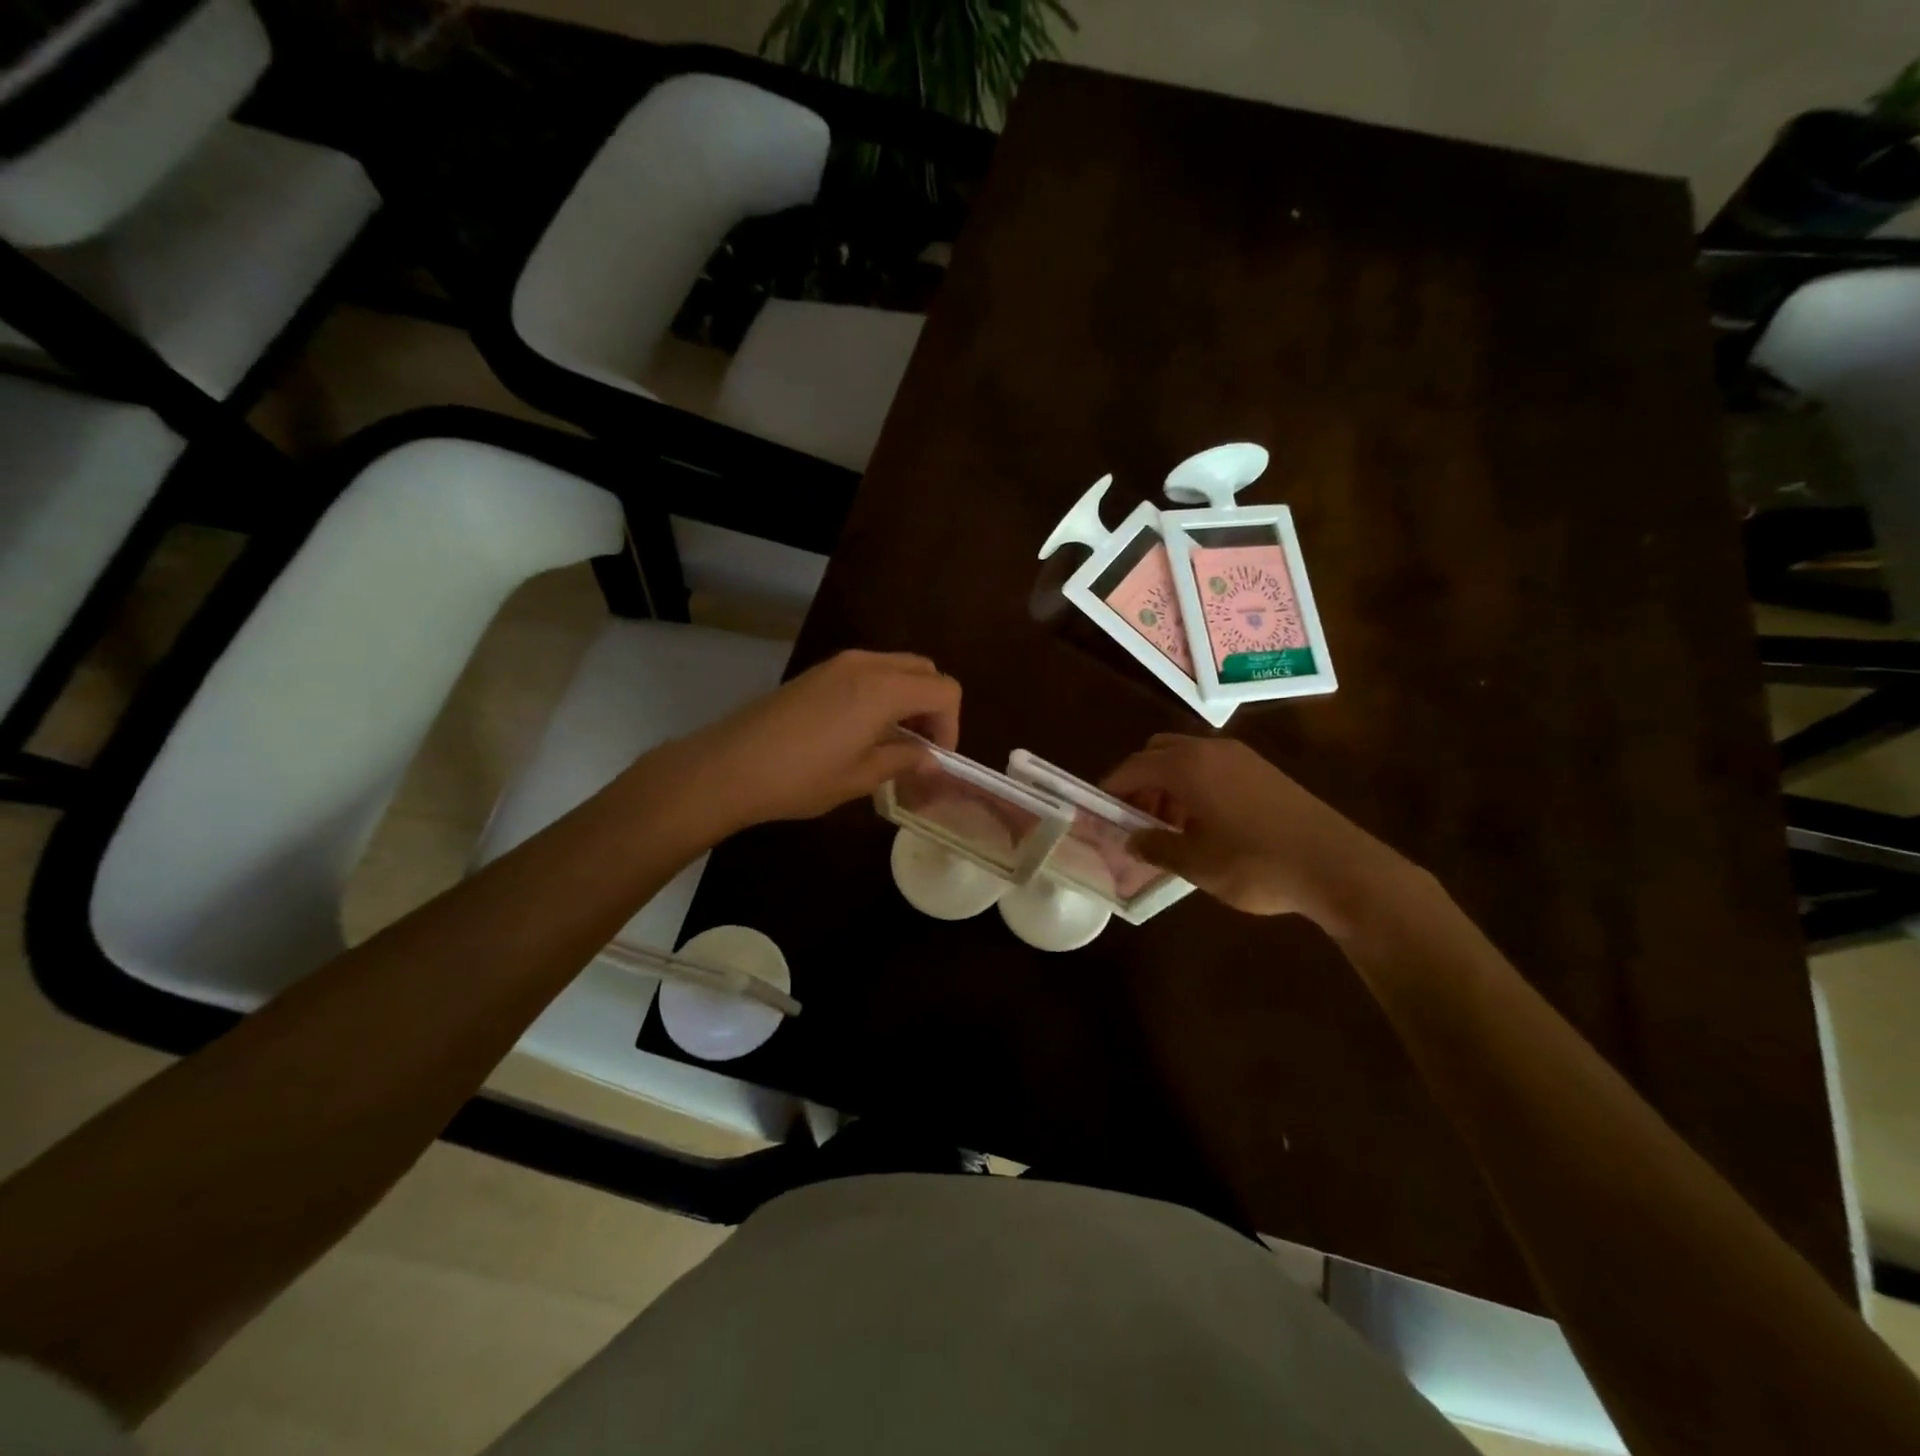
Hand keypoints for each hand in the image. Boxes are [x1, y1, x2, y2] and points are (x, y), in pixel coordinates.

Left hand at [669, 650, 961, 832]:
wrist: (729, 766)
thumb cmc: (800, 777)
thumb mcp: (860, 776)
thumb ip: (904, 759)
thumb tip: (932, 758)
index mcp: (884, 689)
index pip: (945, 690)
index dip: (951, 725)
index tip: (935, 758)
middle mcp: (866, 664)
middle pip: (924, 670)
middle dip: (933, 706)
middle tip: (920, 746)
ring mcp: (838, 663)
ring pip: (896, 667)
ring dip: (908, 698)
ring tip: (893, 740)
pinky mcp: (817, 672)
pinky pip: (868, 671)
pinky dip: (882, 693)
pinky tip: (863, 730)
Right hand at [1102, 734, 1415, 935]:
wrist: (1335, 865)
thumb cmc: (1255, 863)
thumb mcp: (1196, 863)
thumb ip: (1156, 847)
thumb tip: (1131, 840)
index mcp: (1187, 766)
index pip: (1133, 767)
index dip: (1112, 789)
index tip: (1100, 812)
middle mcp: (1210, 750)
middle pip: (1158, 753)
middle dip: (1141, 781)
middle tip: (1138, 818)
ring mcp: (1240, 757)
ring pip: (1187, 758)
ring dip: (1169, 783)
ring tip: (1171, 826)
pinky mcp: (1262, 770)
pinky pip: (1212, 766)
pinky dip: (1195, 785)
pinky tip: (1205, 823)